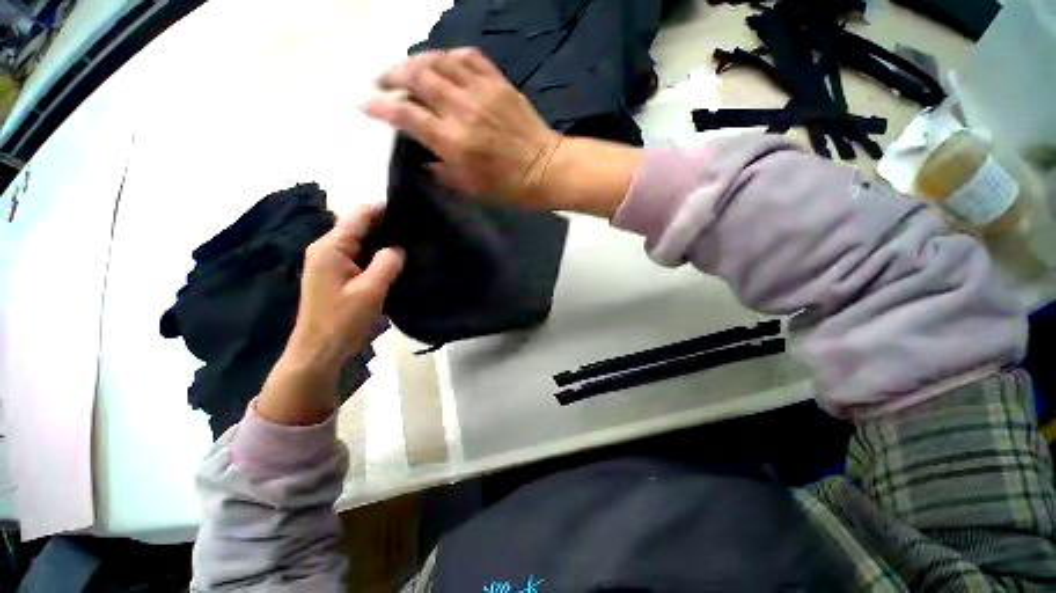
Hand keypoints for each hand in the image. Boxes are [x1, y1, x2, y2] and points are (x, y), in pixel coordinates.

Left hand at [257, 204, 403, 424]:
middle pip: (358, 226)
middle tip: (415, 228)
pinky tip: (394, 260)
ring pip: (360, 241)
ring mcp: (329, 262)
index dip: (383, 208)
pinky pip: (359, 256)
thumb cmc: (342, 321)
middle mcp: (326, 249)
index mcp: (331, 248)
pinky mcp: (335, 275)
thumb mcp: (370, 291)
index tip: (410, 209)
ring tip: (410, 241)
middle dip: (386, 224)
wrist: (318, 351)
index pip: (359, 216)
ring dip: (382, 240)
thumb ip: (387, 263)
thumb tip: (399, 247)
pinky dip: (376, 254)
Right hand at [363, 48, 559, 204]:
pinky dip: (449, 56)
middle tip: (381, 81)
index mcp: (451, 140)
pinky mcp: (498, 82)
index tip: (365, 104)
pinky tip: (443, 63)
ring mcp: (480, 91)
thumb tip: (425, 159)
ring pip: (437, 60)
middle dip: (390, 75)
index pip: (404, 113)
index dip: (379, 106)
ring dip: (415, 61)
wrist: (547, 169)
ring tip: (406, 69)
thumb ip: (442, 173)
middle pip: (415, 77)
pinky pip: (467, 57)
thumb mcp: (471, 190)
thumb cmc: (509, 187)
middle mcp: (460, 109)